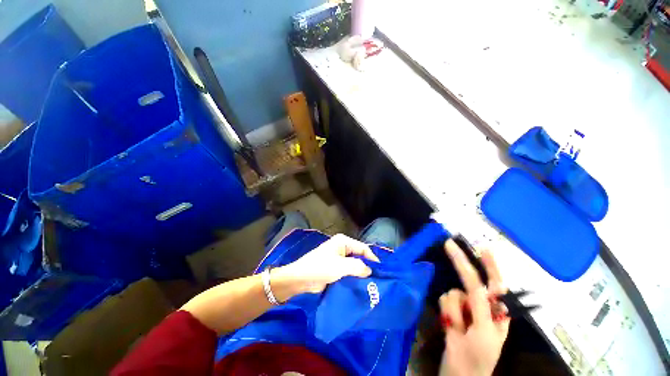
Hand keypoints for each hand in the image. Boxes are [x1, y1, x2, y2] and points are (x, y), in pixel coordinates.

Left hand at [276, 234, 379, 296]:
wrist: (300, 279)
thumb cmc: (320, 268)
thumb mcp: (340, 266)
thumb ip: (357, 267)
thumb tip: (370, 271)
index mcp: (343, 241)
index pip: (363, 248)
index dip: (372, 258)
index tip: (381, 272)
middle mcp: (342, 247)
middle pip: (359, 256)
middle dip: (367, 266)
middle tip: (377, 280)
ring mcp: (338, 258)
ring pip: (354, 264)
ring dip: (360, 273)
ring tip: (371, 284)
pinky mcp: (335, 268)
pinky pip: (348, 271)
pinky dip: (354, 277)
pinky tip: (360, 285)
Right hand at [439, 240, 508, 375]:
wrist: (458, 374)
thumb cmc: (478, 359)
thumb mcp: (485, 335)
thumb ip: (483, 309)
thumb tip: (480, 285)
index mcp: (496, 313)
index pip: (495, 284)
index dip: (489, 265)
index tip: (482, 248)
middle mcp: (480, 306)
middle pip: (472, 280)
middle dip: (461, 263)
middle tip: (448, 245)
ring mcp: (464, 309)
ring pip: (454, 292)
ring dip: (454, 309)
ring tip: (458, 328)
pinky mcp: (451, 312)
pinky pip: (444, 300)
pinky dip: (446, 311)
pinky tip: (450, 325)